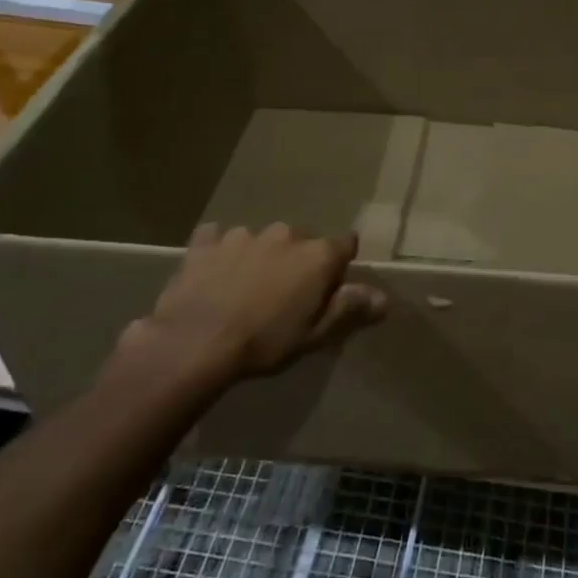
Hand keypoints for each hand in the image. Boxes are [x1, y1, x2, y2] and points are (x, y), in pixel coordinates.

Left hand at [109, 223, 386, 396]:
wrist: (194, 343)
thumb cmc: (265, 342)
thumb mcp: (315, 334)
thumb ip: (350, 309)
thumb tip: (383, 297)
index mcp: (317, 255)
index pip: (345, 245)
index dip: (340, 266)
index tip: (330, 289)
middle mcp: (285, 235)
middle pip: (302, 242)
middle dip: (298, 261)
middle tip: (285, 296)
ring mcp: (244, 234)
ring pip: (262, 240)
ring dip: (262, 256)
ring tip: (246, 289)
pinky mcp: (206, 242)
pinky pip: (219, 238)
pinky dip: (221, 250)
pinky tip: (215, 273)